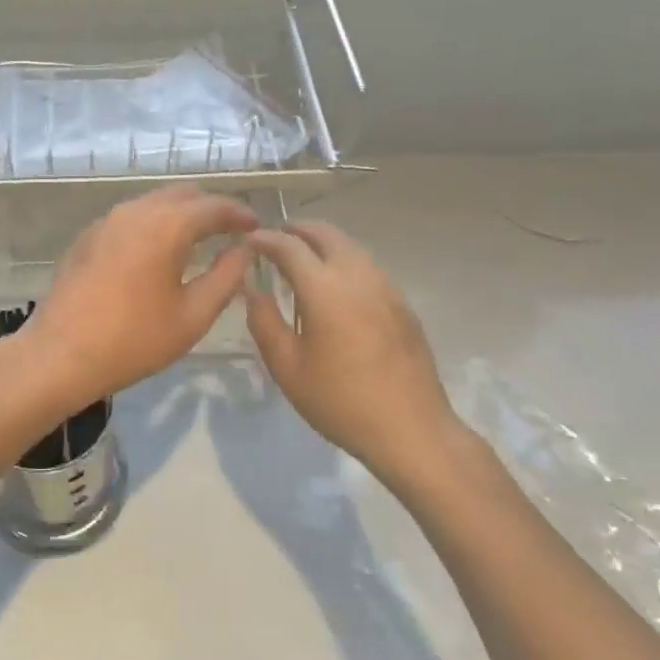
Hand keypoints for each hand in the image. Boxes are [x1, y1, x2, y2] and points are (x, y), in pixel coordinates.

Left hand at [17, 185, 258, 415]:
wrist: (61, 354)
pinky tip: (158, 250)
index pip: (213, 206)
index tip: (257, 227)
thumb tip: (244, 251)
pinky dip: (153, 223)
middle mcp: (136, 211)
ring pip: (154, 202)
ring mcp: (107, 221)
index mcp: (166, 225)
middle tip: (231, 230)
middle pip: (182, 195)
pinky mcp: (88, 236)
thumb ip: (225, 278)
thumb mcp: (192, 316)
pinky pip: (131, 217)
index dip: (239, 214)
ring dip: (180, 213)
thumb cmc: (134, 339)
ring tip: (199, 238)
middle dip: (210, 208)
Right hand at [244, 221, 458, 472]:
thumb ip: (264, 321)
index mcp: (325, 288)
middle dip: (296, 230)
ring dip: (321, 243)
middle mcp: (357, 275)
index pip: (289, 245)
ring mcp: (385, 287)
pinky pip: (366, 266)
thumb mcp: (287, 367)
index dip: (264, 239)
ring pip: (349, 246)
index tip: (247, 241)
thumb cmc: (340, 401)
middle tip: (273, 241)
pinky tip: (334, 287)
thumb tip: (253, 289)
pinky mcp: (402, 303)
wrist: (411, 430)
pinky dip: (342, 261)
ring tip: (300, 261)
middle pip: (325, 233)